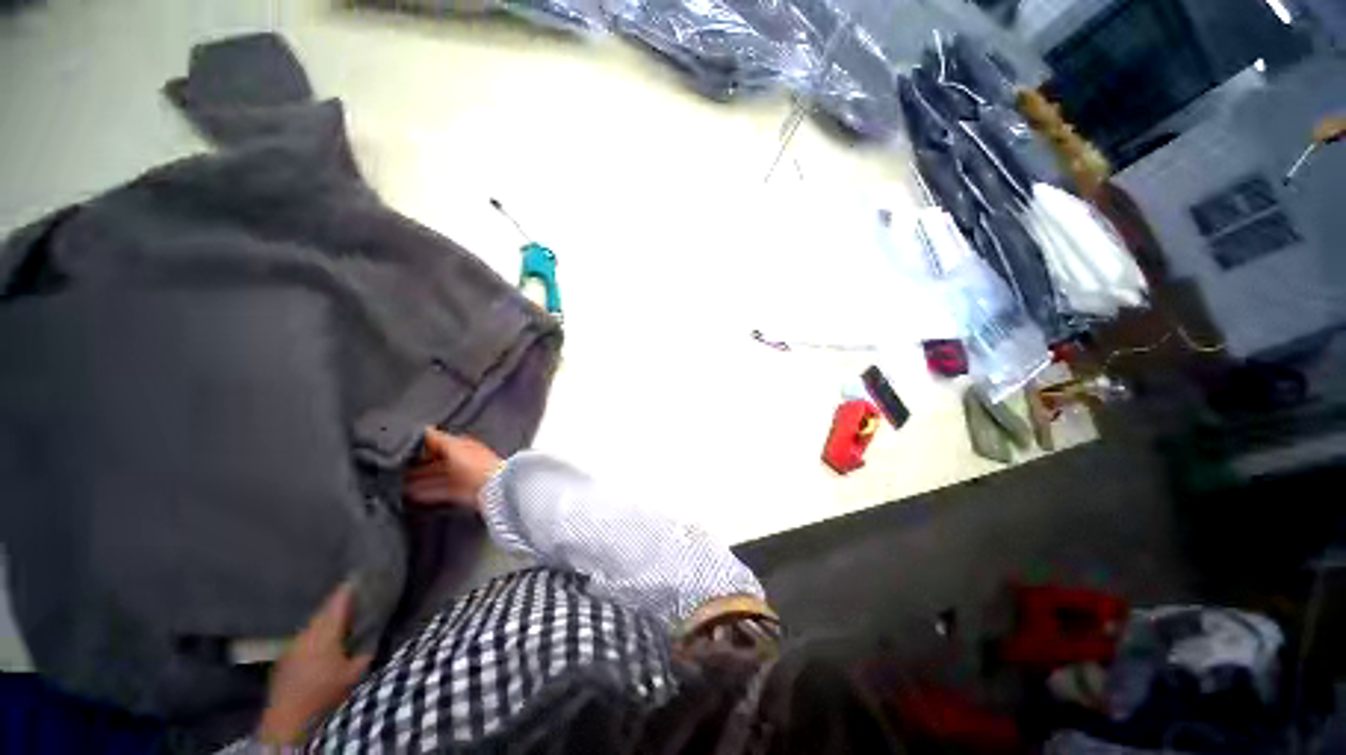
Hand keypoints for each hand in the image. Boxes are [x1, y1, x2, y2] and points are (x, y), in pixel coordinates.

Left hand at [256, 582, 372, 744]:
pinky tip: (323, 636)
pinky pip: (305, 634)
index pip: (337, 601)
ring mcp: (293, 643)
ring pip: (313, 622)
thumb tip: (374, 635)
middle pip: (324, 609)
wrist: (286, 718)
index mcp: (324, 631)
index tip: (359, 574)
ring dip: (327, 616)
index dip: (348, 588)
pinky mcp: (286, 655)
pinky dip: (317, 630)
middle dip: (338, 601)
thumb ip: (365, 652)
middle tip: (353, 592)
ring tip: (341, 613)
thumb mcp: (353, 674)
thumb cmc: (323, 692)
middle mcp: (307, 632)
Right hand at [403, 428, 501, 510]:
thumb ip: (438, 439)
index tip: (405, 451)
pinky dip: (426, 493)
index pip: (440, 444)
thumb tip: (426, 428)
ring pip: (437, 477)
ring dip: (420, 480)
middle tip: (399, 470)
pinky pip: (439, 491)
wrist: (492, 486)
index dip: (424, 447)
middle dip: (419, 466)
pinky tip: (414, 496)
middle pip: (437, 462)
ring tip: (401, 484)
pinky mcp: (460, 492)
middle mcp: (462, 460)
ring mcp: (462, 477)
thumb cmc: (477, 464)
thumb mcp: (454, 447)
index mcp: (463, 446)